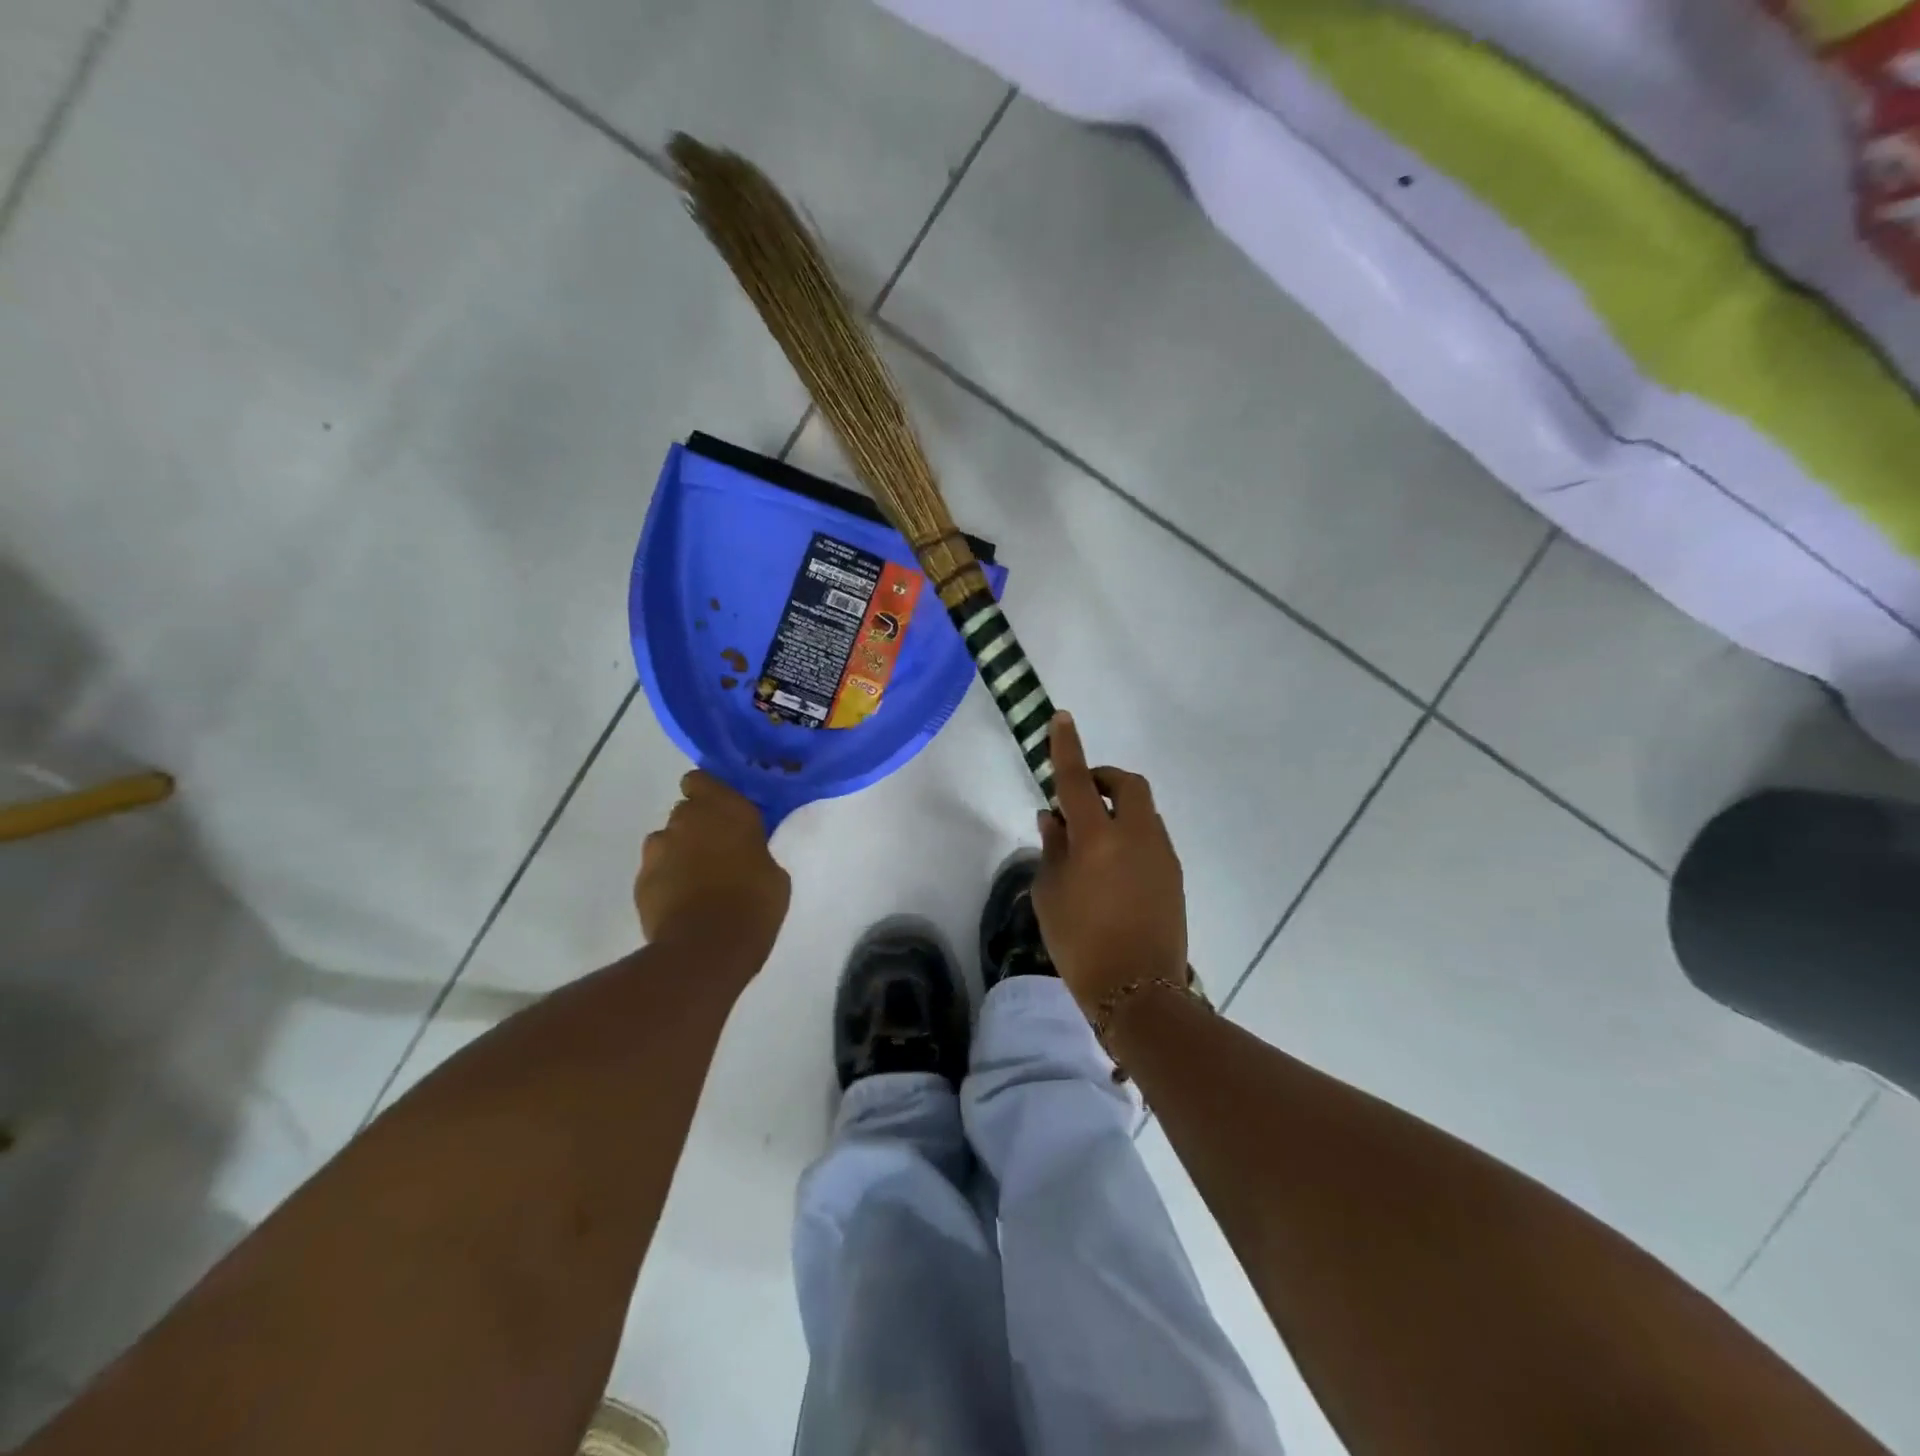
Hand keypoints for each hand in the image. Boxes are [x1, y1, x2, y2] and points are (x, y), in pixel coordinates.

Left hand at [636, 772, 789, 967]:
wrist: (706, 948)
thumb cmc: (754, 905)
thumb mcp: (773, 873)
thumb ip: (754, 850)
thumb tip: (744, 853)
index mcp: (726, 809)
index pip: (701, 780)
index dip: (708, 794)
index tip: (721, 812)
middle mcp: (688, 820)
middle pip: (685, 810)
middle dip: (696, 826)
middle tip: (716, 851)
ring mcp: (659, 849)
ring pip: (666, 840)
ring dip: (679, 852)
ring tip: (696, 881)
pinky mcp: (641, 880)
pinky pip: (655, 871)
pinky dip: (665, 880)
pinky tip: (682, 903)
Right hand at [1032, 714, 1186, 1014]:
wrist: (1138, 991)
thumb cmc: (1080, 943)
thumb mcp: (1049, 894)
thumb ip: (1051, 848)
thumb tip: (1053, 816)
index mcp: (1097, 838)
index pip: (1076, 780)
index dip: (1067, 747)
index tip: (1063, 717)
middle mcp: (1136, 835)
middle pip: (1127, 784)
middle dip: (1103, 779)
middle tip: (1079, 799)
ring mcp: (1161, 853)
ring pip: (1143, 810)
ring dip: (1118, 809)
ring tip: (1092, 841)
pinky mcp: (1174, 873)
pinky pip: (1151, 836)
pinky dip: (1131, 834)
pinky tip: (1113, 867)